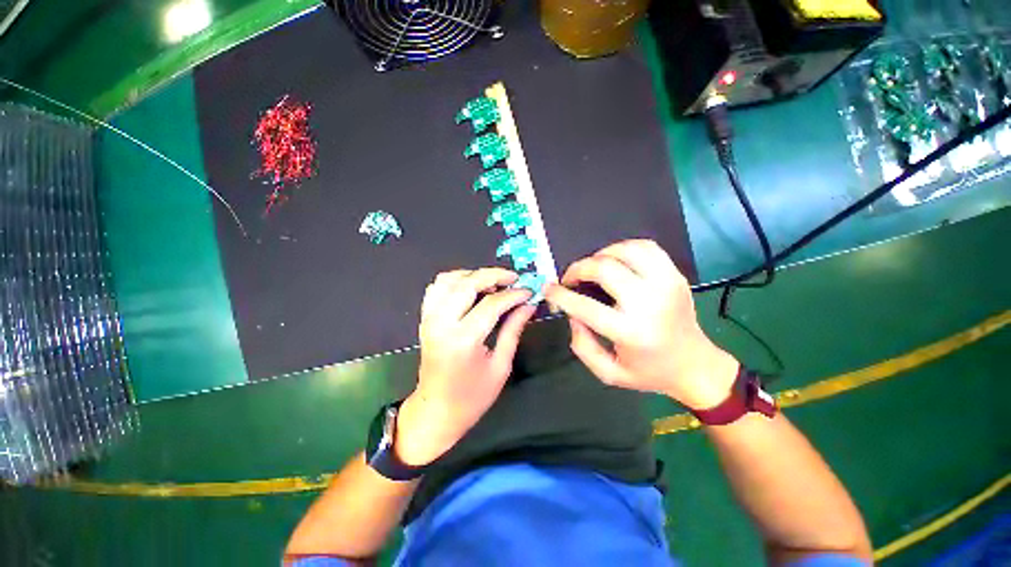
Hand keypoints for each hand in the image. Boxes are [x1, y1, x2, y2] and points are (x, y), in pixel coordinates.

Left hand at [396, 268, 535, 466]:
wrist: (436, 411)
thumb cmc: (472, 397)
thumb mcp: (500, 366)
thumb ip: (513, 330)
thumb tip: (528, 305)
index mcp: (463, 340)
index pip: (491, 304)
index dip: (513, 294)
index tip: (528, 292)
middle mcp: (442, 324)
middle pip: (468, 283)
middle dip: (494, 275)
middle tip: (513, 278)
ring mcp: (429, 319)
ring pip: (449, 279)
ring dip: (473, 275)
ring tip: (493, 283)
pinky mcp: (424, 319)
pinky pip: (437, 287)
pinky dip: (455, 281)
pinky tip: (471, 289)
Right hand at [544, 240, 738, 409]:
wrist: (695, 365)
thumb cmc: (649, 372)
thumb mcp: (608, 373)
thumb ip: (582, 345)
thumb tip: (571, 314)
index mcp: (631, 332)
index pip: (584, 306)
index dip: (560, 295)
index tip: (549, 290)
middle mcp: (649, 303)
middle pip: (604, 269)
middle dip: (578, 269)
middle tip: (569, 279)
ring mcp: (666, 284)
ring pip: (625, 250)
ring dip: (600, 255)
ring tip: (592, 268)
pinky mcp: (675, 275)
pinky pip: (646, 247)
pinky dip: (624, 248)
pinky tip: (616, 260)